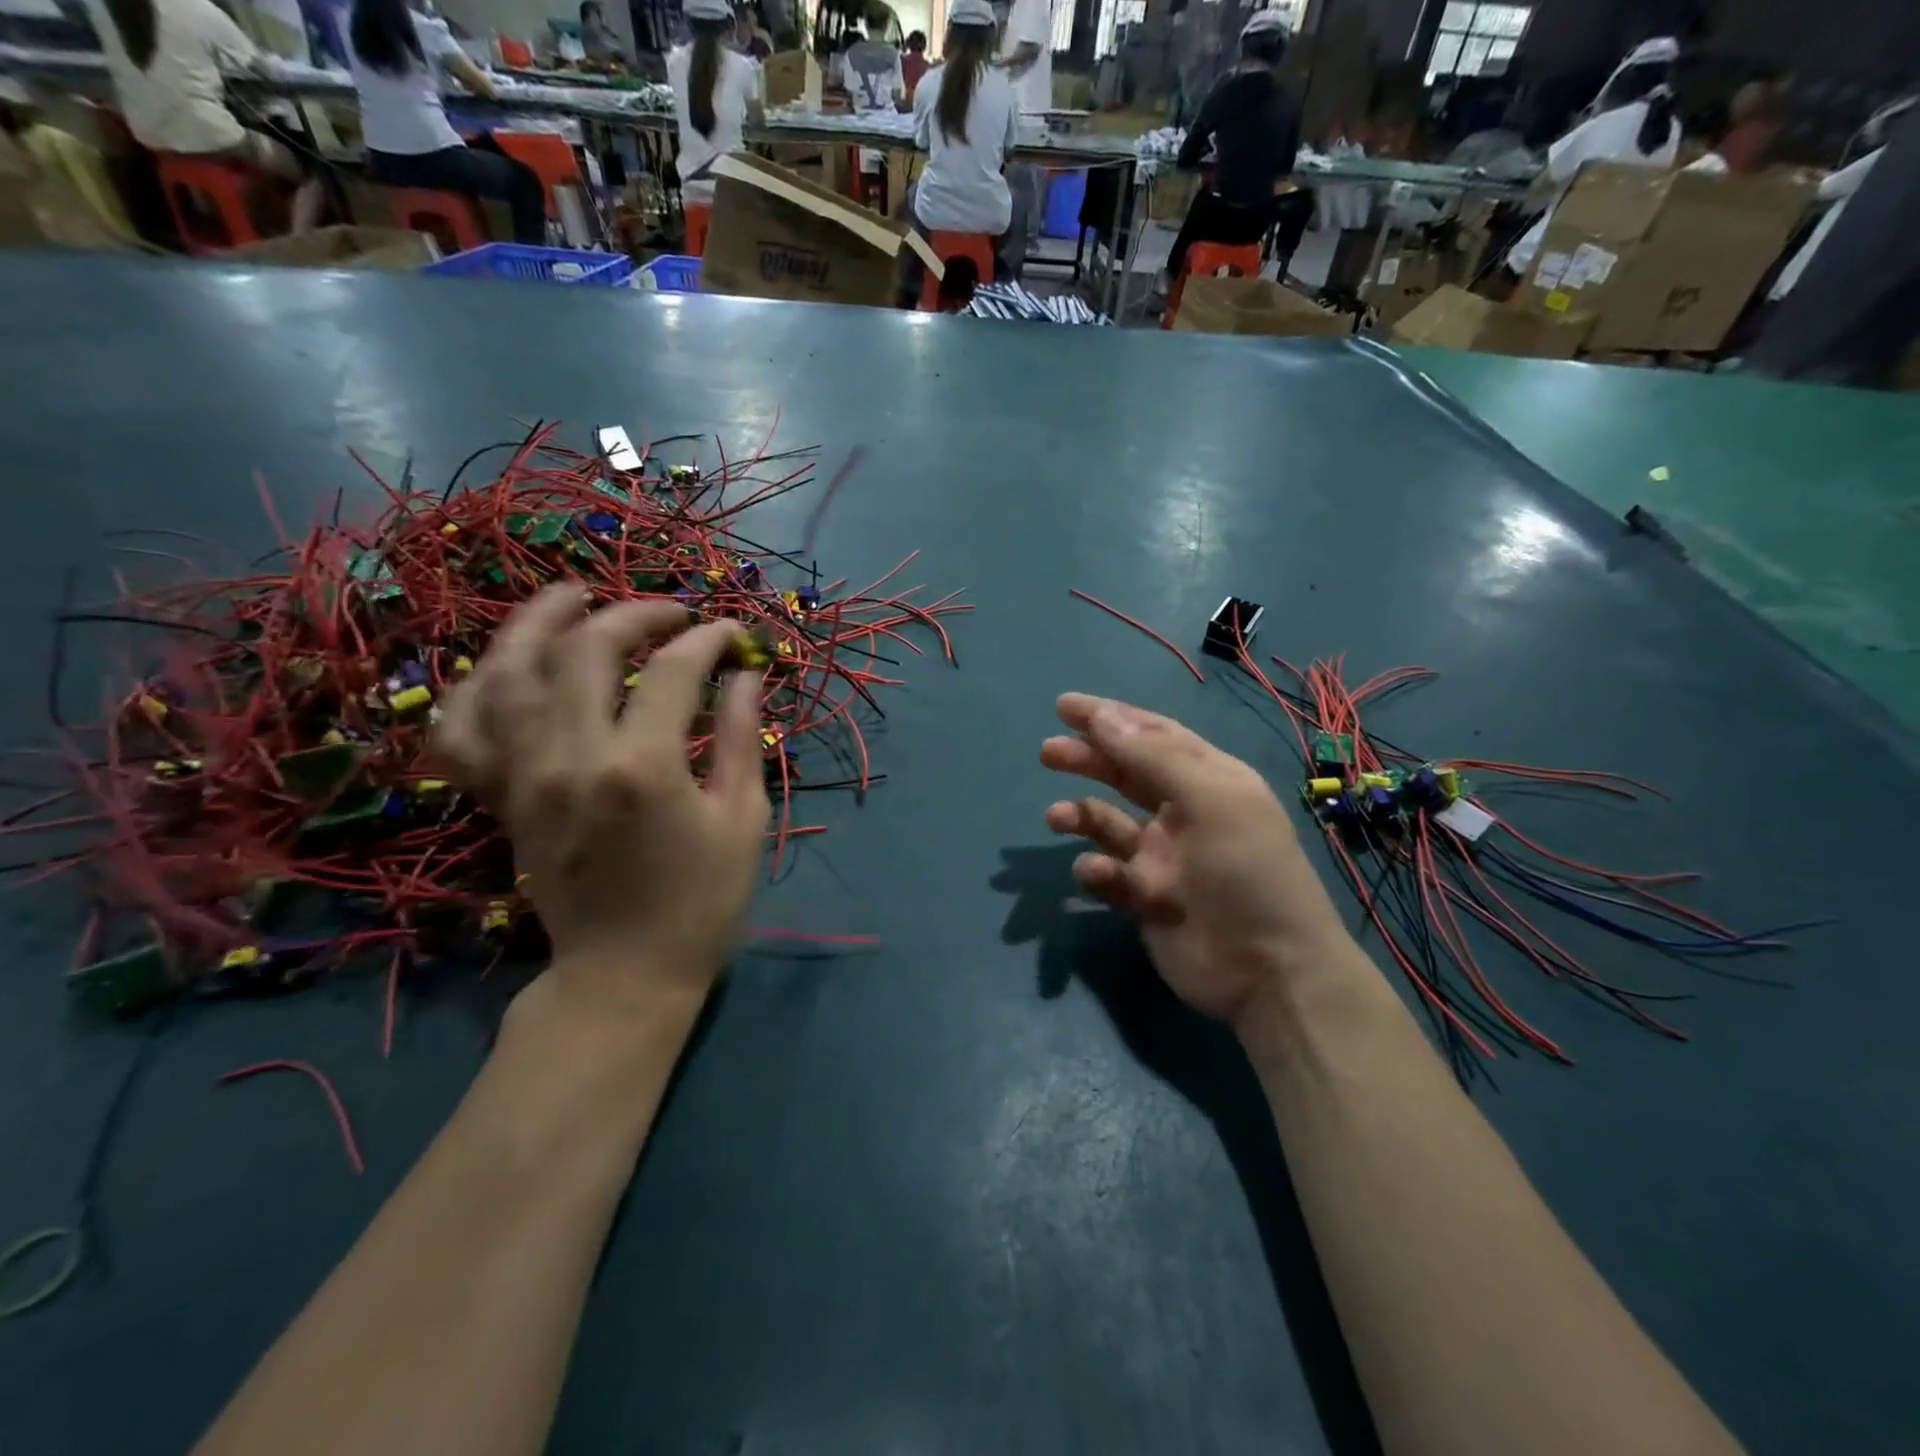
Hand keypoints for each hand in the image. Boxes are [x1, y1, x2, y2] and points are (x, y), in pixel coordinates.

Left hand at [436, 585, 769, 1014]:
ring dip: (541, 621)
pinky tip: (507, 665)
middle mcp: (570, 758)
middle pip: (586, 650)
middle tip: (672, 614)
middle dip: (635, 615)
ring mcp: (523, 775)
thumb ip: (741, 737)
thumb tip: (745, 674)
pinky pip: (462, 729)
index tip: (734, 635)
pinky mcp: (501, 796)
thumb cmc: (701, 901)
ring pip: (510, 670)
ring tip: (576, 595)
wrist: (624, 974)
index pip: (673, 672)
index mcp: (642, 768)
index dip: (708, 641)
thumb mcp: (741, 819)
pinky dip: (475, 687)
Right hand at [1041, 693, 1355, 1029]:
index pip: (1153, 735)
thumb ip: (1153, 756)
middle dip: (1087, 759)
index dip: (1111, 717)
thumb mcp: (1209, 799)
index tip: (1065, 707)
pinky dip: (1096, 871)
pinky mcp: (1145, 898)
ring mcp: (1163, 857)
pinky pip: (1109, 875)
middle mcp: (1184, 812)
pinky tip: (1099, 876)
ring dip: (1081, 815)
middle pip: (1125, 774)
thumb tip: (1103, 715)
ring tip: (1056, 818)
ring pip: (1108, 824)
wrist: (1269, 971)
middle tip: (1047, 753)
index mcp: (1208, 780)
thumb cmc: (1246, 870)